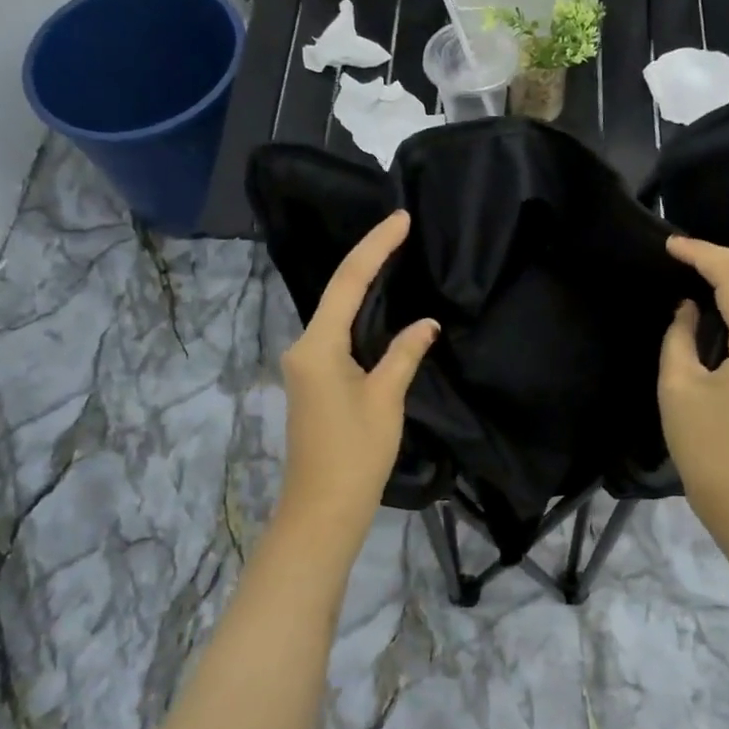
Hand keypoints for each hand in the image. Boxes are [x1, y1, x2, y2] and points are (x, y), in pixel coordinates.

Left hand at [276, 211, 437, 540]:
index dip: (375, 247)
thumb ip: (404, 354)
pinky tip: (382, 308)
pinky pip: (338, 336)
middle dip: (369, 260)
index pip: (349, 282)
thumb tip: (425, 324)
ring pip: (337, 315)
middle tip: (403, 230)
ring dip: (365, 288)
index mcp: (317, 346)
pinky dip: (361, 317)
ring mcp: (305, 366)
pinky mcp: (313, 382)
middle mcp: (303, 348)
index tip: (400, 218)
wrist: (322, 510)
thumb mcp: (386, 399)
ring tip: (396, 257)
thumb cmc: (355, 455)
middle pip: (338, 293)